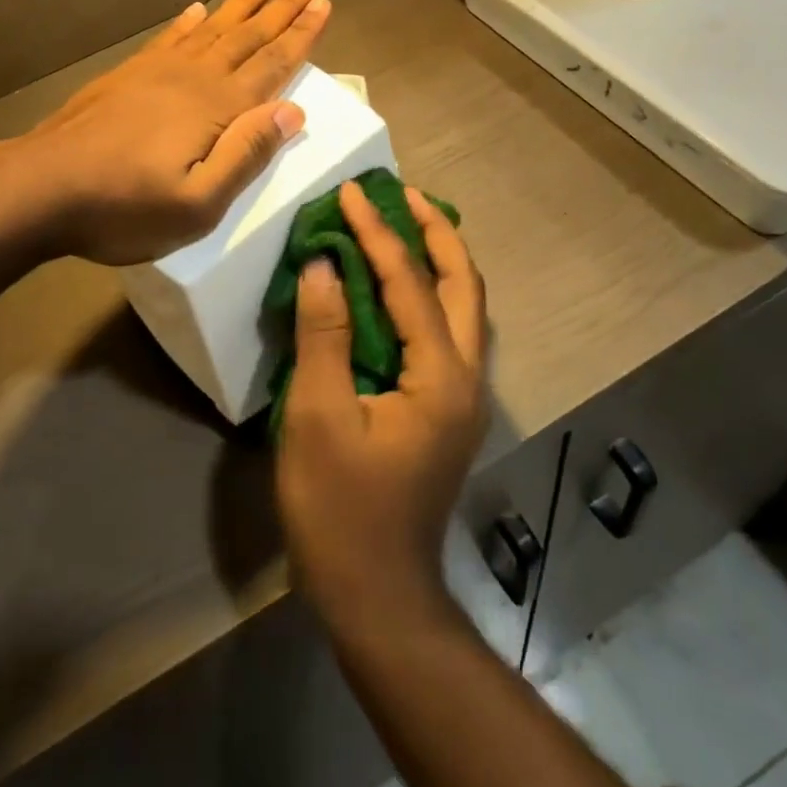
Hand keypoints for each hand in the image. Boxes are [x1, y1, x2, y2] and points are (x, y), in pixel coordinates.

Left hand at [26, 0, 330, 265]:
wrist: (40, 188)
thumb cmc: (123, 208)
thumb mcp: (197, 205)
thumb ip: (246, 156)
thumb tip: (292, 112)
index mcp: (216, 109)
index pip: (272, 64)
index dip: (301, 34)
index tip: (323, 2)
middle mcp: (193, 79)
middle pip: (248, 35)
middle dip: (281, 7)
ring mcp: (156, 73)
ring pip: (212, 27)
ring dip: (242, 1)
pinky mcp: (126, 77)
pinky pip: (169, 38)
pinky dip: (188, 21)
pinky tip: (197, 8)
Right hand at [277, 182, 488, 636]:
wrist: (377, 595)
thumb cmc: (340, 509)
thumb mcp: (319, 416)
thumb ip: (324, 334)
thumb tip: (324, 265)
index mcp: (441, 376)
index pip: (410, 283)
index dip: (378, 233)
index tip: (351, 192)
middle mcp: (467, 377)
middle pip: (463, 284)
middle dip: (435, 232)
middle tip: (401, 193)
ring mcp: (462, 396)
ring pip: (463, 307)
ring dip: (437, 260)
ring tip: (404, 224)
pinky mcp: (447, 409)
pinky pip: (447, 331)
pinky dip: (428, 294)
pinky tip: (399, 288)